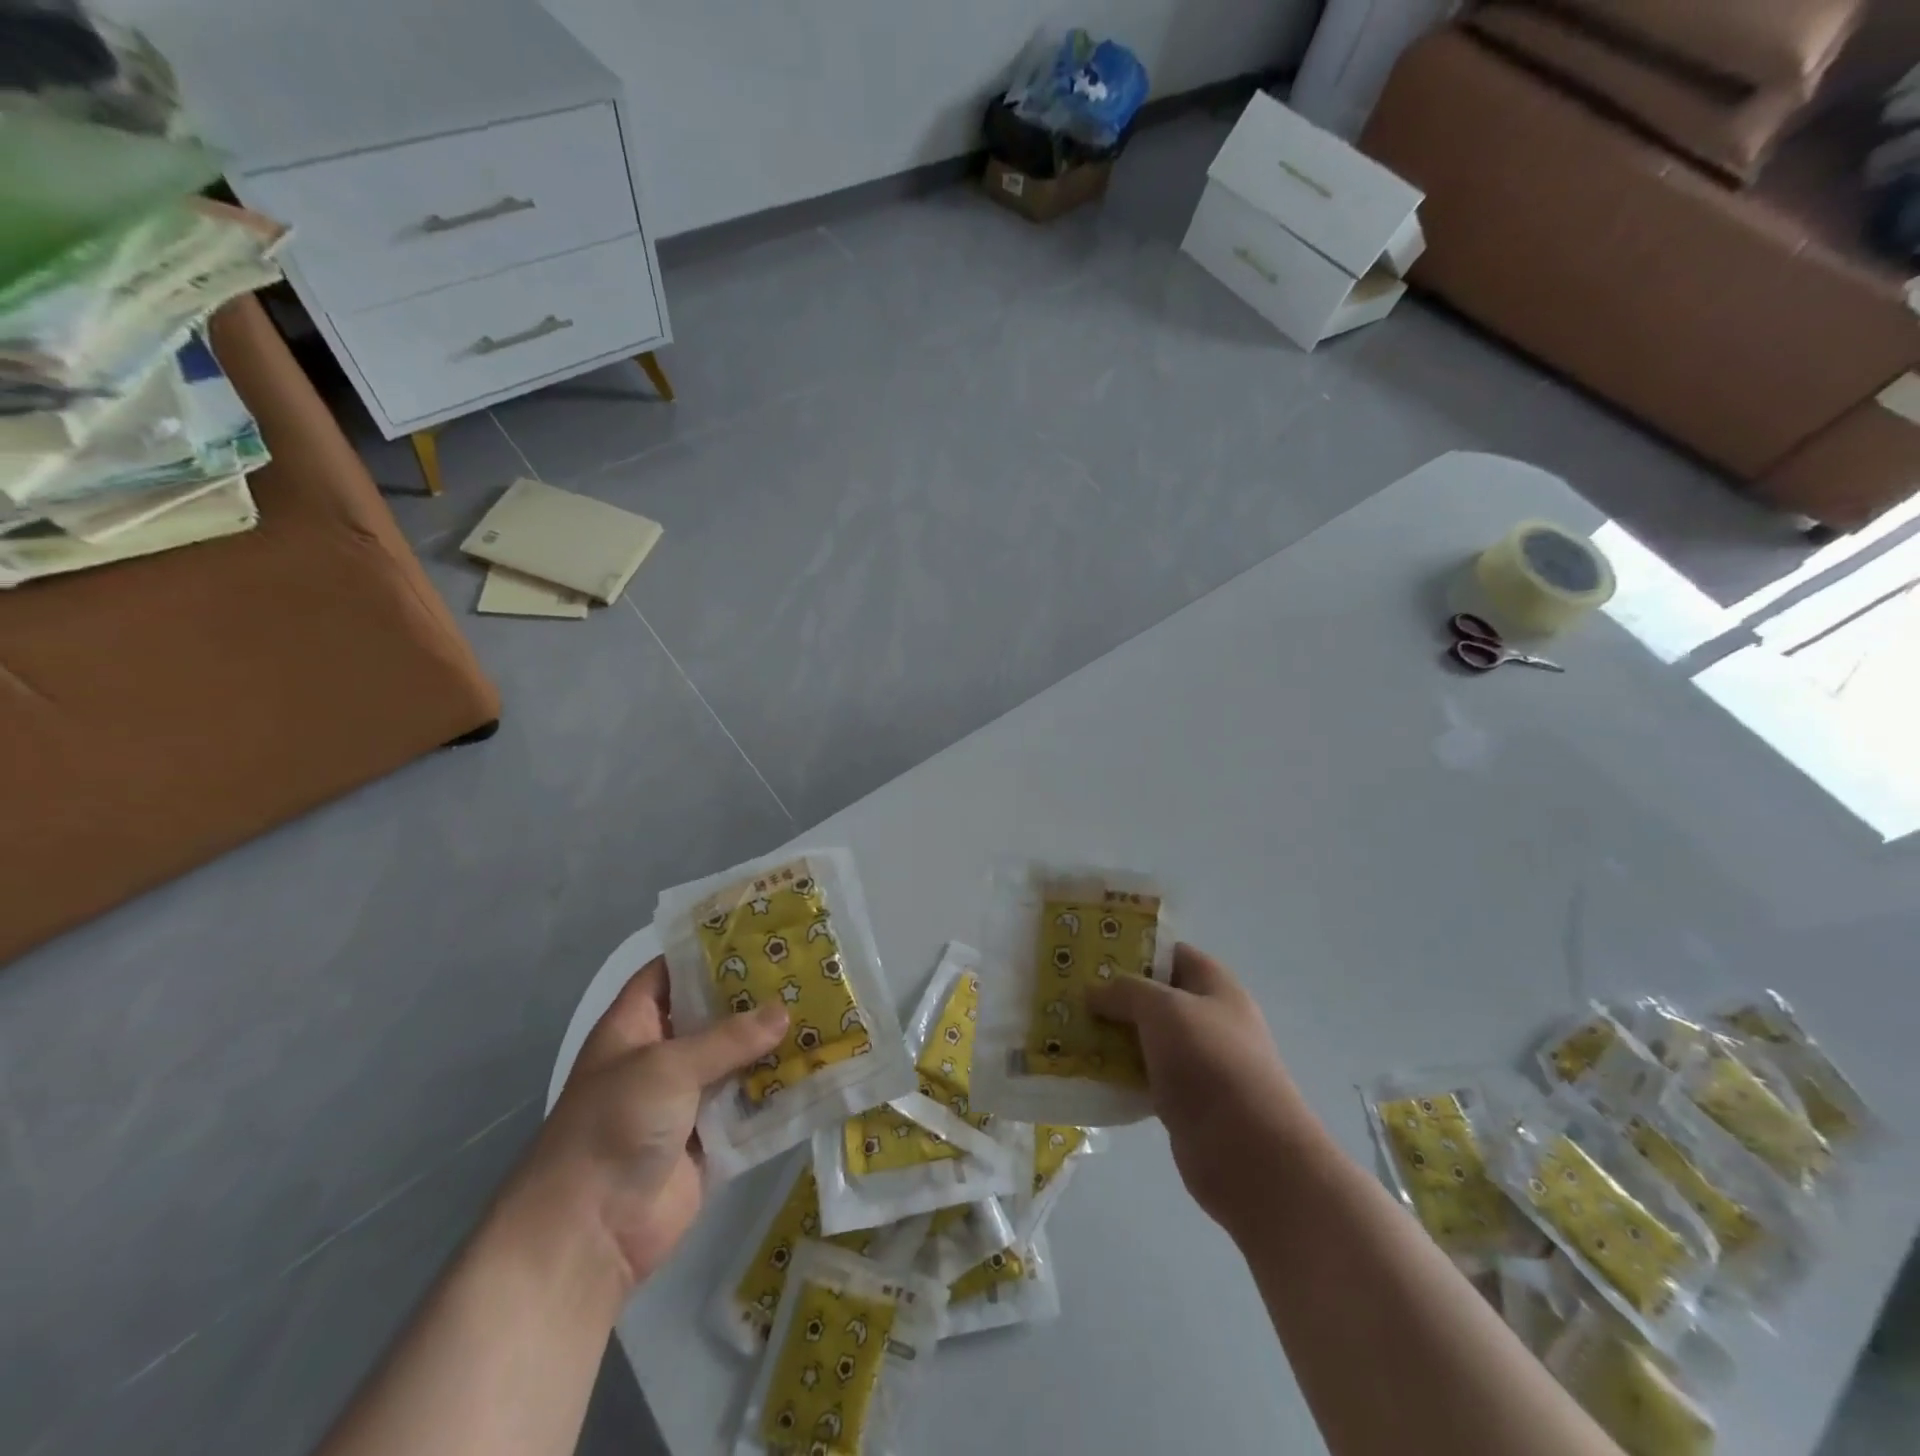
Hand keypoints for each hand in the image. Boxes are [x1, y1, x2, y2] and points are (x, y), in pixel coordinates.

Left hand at [527, 956, 786, 1291]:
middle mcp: (661, 1056)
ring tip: (821, 1011)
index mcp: (635, 1026)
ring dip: (772, 1044)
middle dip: (753, 998)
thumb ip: (728, 1038)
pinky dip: (777, 1091)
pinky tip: (817, 1068)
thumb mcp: (667, 1066)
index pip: (670, 972)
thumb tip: (784, 1012)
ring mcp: (685, 1099)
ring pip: (736, 1060)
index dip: (706, 951)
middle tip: (804, 971)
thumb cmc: (613, 1125)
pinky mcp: (710, 1138)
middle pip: (712, 1015)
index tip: (757, 933)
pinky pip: (749, 1105)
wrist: (589, 1233)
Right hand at [1089, 943, 1305, 1232]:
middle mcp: (1209, 1019)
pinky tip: (1084, 1071)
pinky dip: (1118, 1074)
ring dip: (1111, 1036)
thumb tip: (1096, 991)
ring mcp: (1198, 1063)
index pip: (1171, 953)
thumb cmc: (1208, 1061)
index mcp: (1215, 986)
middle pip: (1155, 997)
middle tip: (1070, 993)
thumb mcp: (1163, 1008)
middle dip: (1114, 995)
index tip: (1092, 952)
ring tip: (1066, 1028)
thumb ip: (1126, 991)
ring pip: (1146, 1039)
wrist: (1248, 1152)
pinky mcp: (1184, 1102)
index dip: (1134, 948)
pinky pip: (1144, 1077)